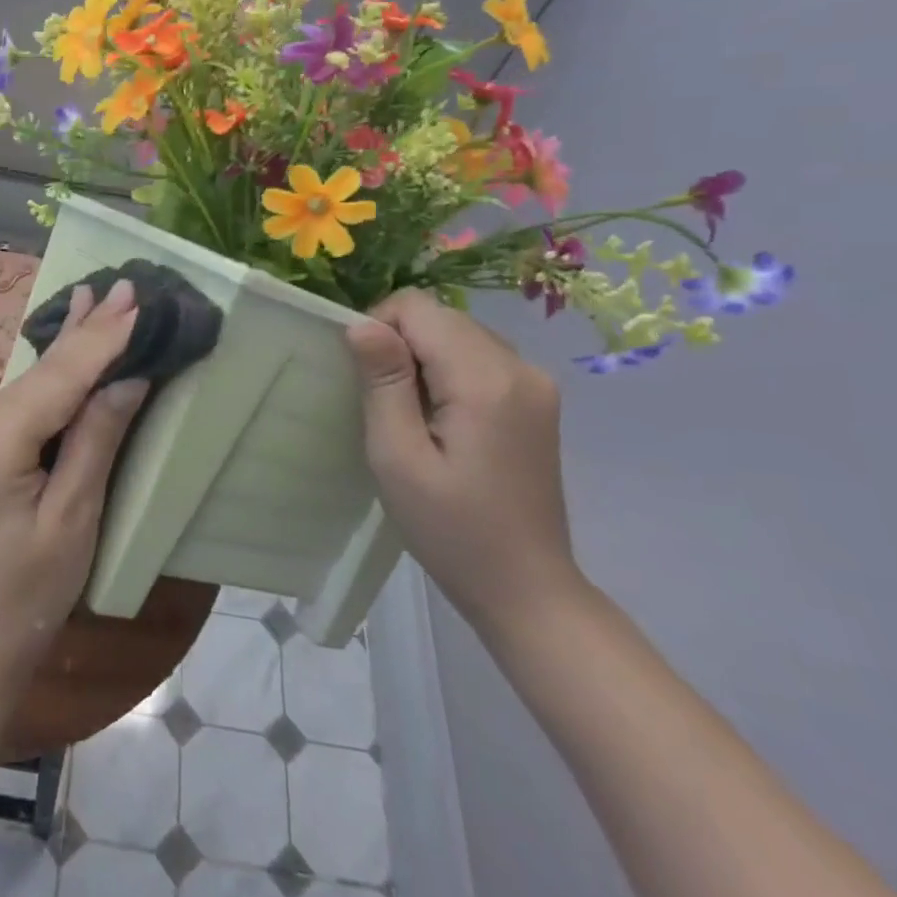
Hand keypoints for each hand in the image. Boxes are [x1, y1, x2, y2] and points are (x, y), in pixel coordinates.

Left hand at [0, 278, 148, 693]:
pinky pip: (13, 403)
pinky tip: (63, 348)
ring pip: (24, 384)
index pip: (57, 381)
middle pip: (37, 374)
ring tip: (96, 300)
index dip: (100, 340)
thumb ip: (96, 440)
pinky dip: (46, 377)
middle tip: (121, 284)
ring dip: (65, 347)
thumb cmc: (30, 596)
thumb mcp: (74, 520)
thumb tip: (127, 377)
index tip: (134, 299)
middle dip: (84, 331)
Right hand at [345, 289, 579, 638]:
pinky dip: (448, 371)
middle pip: (441, 317)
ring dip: (423, 358)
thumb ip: (383, 382)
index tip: (365, 378)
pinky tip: (441, 419)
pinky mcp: (536, 400)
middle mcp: (519, 367)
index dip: (378, 328)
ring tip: (411, 414)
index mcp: (485, 379)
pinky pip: (478, 357)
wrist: (526, 588)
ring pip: (458, 333)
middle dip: (400, 343)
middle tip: (384, 403)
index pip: (418, 307)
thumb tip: (360, 323)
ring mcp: (535, 383)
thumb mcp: (398, 457)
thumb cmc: (451, 529)